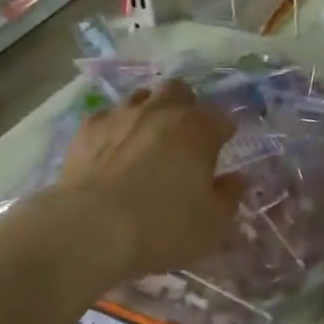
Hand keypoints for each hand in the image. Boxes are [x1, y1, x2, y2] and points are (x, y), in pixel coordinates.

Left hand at [58, 80, 241, 278]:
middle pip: (179, 91)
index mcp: (198, 129)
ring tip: (147, 141)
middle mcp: (160, 111)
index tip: (221, 151)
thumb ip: (229, 196)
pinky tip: (111, 150)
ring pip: (141, 97)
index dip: (223, 134)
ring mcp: (120, 115)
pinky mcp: (86, 129)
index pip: (222, 118)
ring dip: (149, 112)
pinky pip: (107, 117)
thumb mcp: (212, 224)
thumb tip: (237, 179)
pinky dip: (114, 128)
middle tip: (184, 139)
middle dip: (185, 108)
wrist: (91, 231)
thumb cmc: (163, 228)